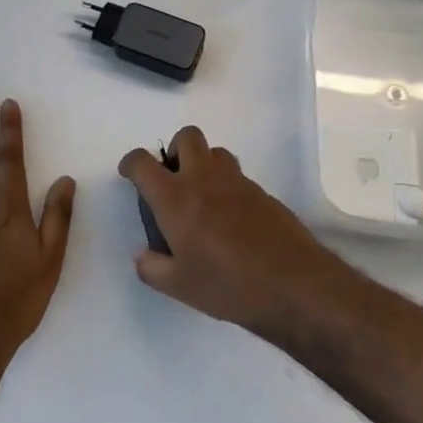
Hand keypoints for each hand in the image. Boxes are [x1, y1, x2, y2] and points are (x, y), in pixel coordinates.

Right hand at [118, 125, 352, 339]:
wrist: (292, 283)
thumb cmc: (227, 285)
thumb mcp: (178, 286)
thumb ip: (152, 268)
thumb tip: (143, 255)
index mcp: (175, 198)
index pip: (143, 163)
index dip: (131, 163)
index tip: (130, 175)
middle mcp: (204, 179)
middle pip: (186, 137)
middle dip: (174, 150)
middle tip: (173, 180)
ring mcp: (237, 182)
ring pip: (216, 152)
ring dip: (203, 164)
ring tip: (202, 198)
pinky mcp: (262, 192)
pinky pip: (237, 176)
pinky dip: (226, 186)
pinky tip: (230, 219)